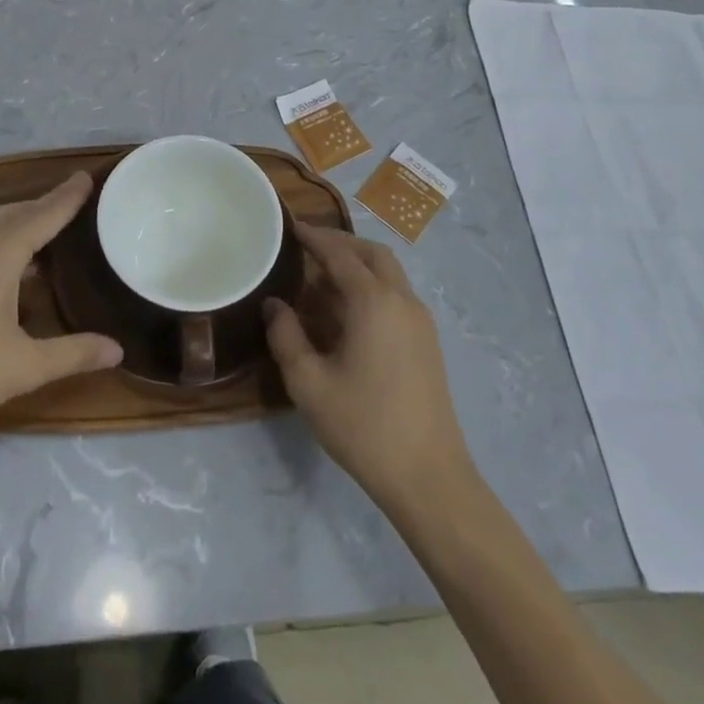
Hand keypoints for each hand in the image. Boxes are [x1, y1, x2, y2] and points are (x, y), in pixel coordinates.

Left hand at [0, 174, 121, 446]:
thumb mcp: (24, 366)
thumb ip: (73, 354)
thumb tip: (119, 349)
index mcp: (0, 254)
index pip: (42, 215)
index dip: (67, 197)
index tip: (89, 176)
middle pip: (17, 211)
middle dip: (47, 202)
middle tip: (76, 199)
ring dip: (24, 217)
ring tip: (50, 226)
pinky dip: (7, 235)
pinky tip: (16, 264)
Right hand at [264, 224, 473, 514]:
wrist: (429, 476)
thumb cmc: (364, 426)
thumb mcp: (309, 383)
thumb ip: (286, 337)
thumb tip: (274, 305)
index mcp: (373, 301)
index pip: (340, 254)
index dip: (315, 237)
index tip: (292, 226)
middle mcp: (402, 299)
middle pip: (372, 253)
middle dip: (341, 244)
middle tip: (309, 246)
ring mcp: (420, 321)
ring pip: (389, 273)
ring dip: (358, 265)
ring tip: (323, 280)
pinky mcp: (427, 342)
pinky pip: (397, 295)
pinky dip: (372, 287)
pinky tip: (348, 314)